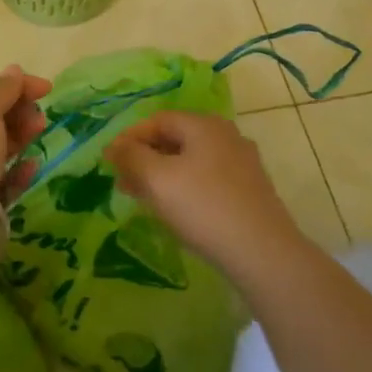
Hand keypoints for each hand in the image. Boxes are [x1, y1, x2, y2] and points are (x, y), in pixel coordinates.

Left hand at [0, 64, 51, 205]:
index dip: (13, 87)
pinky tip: (32, 166)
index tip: (46, 89)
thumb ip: (1, 89)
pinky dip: (20, 172)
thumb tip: (14, 70)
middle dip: (18, 113)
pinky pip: (6, 184)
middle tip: (39, 118)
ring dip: (21, 138)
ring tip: (40, 133)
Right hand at [105, 112, 306, 274]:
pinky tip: (173, 208)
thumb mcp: (157, 179)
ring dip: (161, 174)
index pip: (157, 120)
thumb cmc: (203, 207)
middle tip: (121, 180)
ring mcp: (241, 163)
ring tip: (139, 196)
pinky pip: (206, 179)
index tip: (108, 161)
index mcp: (204, 125)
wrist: (262, 252)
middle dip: (144, 157)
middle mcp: (226, 136)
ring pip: (190, 160)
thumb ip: (131, 157)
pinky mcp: (249, 190)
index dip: (129, 137)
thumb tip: (114, 146)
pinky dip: (183, 186)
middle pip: (175, 138)